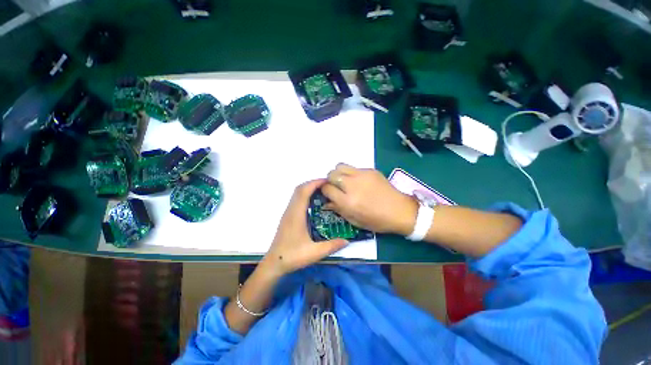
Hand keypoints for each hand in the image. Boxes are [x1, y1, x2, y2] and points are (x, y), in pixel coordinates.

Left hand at [261, 179, 348, 276]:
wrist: (274, 263)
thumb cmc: (292, 256)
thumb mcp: (314, 253)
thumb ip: (331, 246)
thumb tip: (347, 240)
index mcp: (296, 215)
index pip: (303, 191)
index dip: (315, 183)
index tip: (327, 181)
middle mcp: (291, 210)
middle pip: (300, 189)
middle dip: (313, 183)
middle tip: (328, 186)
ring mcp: (288, 213)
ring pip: (297, 193)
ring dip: (309, 188)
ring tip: (323, 191)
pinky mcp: (288, 216)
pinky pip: (296, 199)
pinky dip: (305, 195)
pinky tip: (314, 203)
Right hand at [322, 164, 417, 234]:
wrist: (400, 211)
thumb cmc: (377, 221)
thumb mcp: (355, 220)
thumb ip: (338, 209)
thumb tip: (327, 202)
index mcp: (348, 201)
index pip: (327, 189)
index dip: (325, 191)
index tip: (328, 193)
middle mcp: (352, 185)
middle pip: (331, 174)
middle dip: (330, 180)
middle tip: (336, 187)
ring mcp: (362, 175)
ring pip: (340, 166)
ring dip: (339, 173)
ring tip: (345, 181)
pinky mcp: (370, 170)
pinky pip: (354, 168)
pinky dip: (352, 174)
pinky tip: (360, 182)